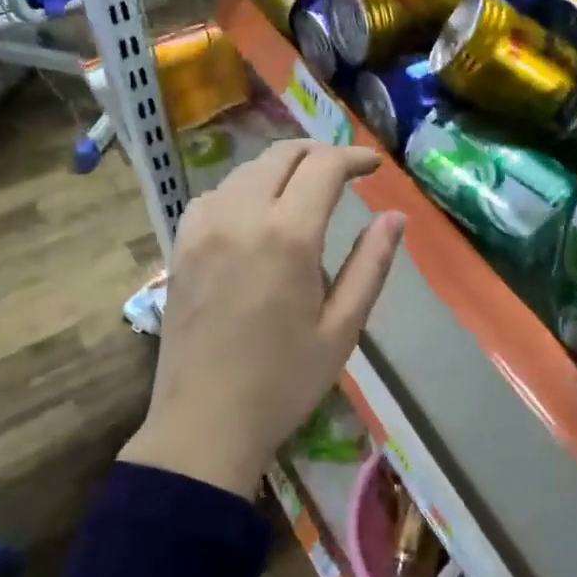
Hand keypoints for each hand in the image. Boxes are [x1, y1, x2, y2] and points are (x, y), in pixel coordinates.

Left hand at [122, 140, 405, 497]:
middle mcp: (241, 216)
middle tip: (345, 171)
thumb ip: (371, 264)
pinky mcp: (180, 245)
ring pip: (247, 169)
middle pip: (282, 155)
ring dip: (282, 168)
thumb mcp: (343, 328)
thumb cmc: (284, 381)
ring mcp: (203, 227)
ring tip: (306, 190)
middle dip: (319, 153)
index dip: (354, 157)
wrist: (203, 424)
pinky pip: (215, 194)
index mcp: (287, 236)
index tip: (375, 166)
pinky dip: (244, 188)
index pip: (324, 167)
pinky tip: (257, 213)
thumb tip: (395, 217)